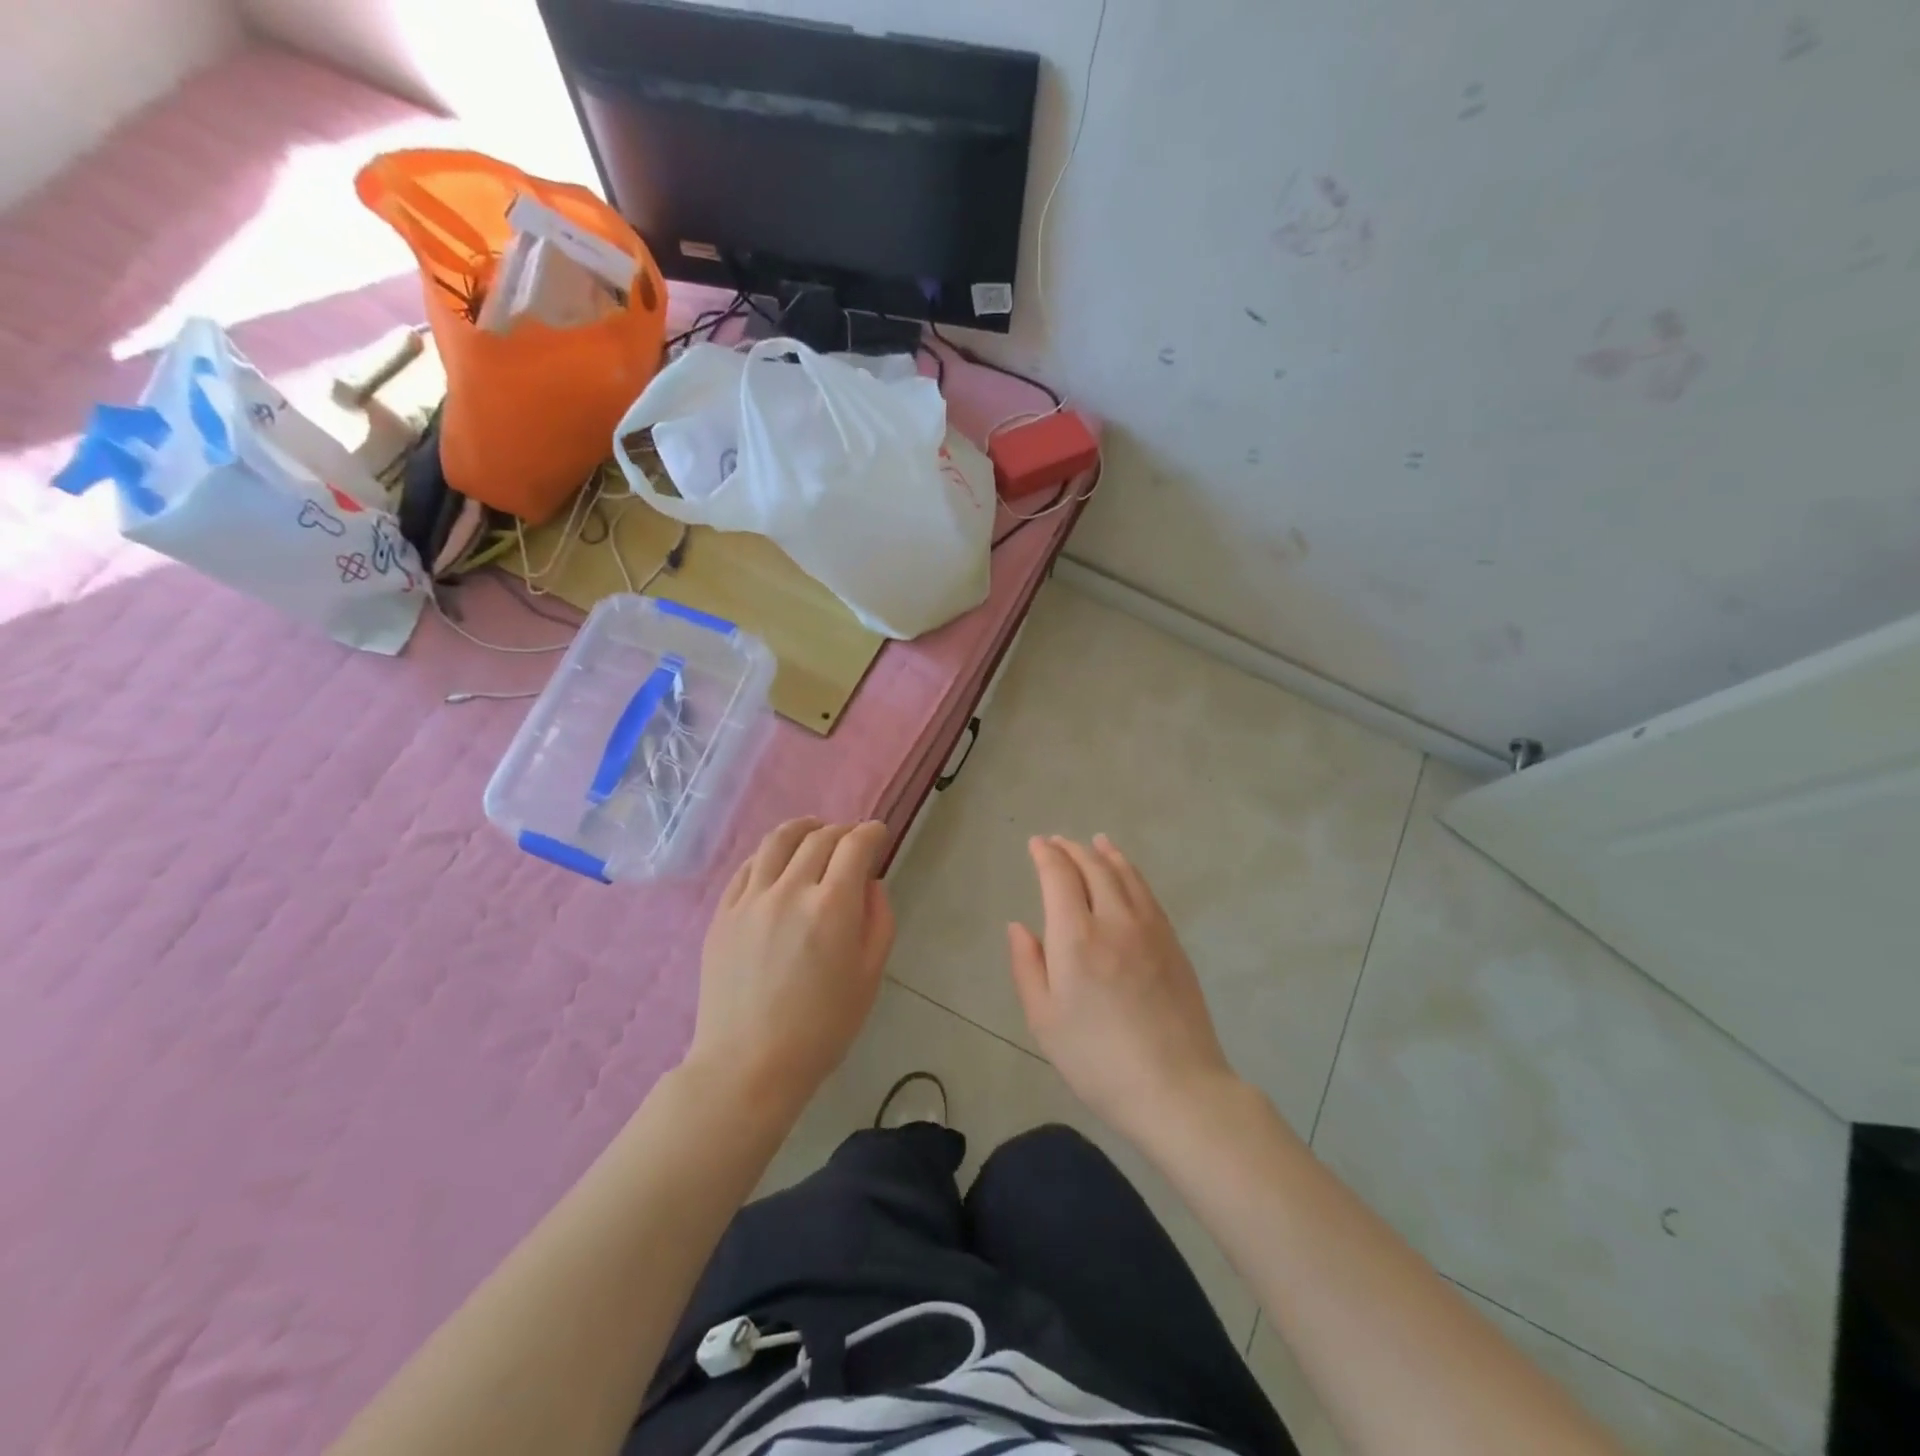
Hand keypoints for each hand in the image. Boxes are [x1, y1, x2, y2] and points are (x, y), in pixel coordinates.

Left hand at [689, 819, 894, 1114]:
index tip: (879, 834)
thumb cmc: (821, 1028)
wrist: (748, 1065)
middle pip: (819, 838)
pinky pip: (748, 866)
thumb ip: (878, 920)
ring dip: (803, 828)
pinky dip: (769, 854)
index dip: (871, 832)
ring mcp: (750, 899)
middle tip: (852, 840)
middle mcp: (790, 890)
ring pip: (778, 841)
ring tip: (813, 831)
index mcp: (832, 906)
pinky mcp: (723, 913)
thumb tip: (870, 884)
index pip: (855, 845)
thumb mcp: (869, 976)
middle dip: (842, 831)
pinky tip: (777, 861)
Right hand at [1008, 835, 1236, 1143]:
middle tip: (1056, 842)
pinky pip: (1147, 893)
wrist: (1176, 1087)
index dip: (1045, 855)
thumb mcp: (1044, 1020)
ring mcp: (1149, 928)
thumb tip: (1018, 926)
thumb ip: (1027, 966)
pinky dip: (1131, 872)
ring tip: (1094, 842)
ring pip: (1124, 874)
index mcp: (1075, 938)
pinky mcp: (1172, 942)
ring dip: (1105, 853)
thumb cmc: (1097, 1060)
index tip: (1035, 844)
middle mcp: (1113, 920)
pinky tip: (1126, 874)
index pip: (1059, 877)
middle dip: (1071, 849)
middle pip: (1093, 867)